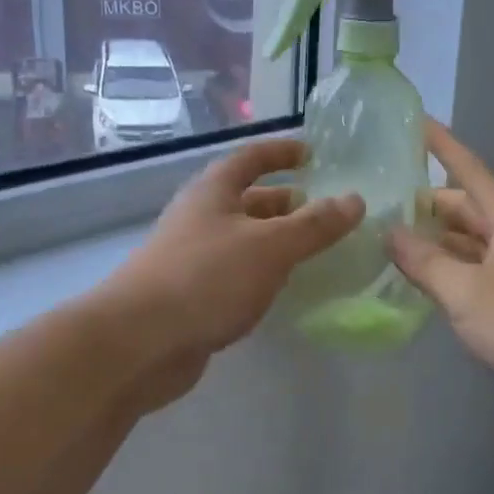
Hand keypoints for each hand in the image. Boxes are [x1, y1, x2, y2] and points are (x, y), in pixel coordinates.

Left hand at [105, 138, 363, 373]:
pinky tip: (283, 288)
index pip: (251, 157)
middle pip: (247, 199)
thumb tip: (355, 199)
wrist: (139, 341)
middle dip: (285, 202)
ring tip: (314, 250)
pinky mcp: (192, 295)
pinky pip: (236, 272)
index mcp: (213, 191)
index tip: (312, 154)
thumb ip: (314, 225)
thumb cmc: (206, 278)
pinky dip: (262, 272)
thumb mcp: (270, 246)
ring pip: (243, 239)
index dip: (281, 152)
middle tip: (324, 210)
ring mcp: (192, 257)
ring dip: (276, 240)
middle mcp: (200, 217)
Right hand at [388, 120, 493, 400]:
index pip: (467, 169)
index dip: (440, 145)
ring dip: (434, 241)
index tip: (414, 121)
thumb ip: (425, 262)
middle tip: (378, 201)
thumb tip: (390, 233)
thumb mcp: (467, 291)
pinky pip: (475, 273)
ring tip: (387, 239)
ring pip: (468, 243)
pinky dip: (449, 272)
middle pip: (464, 208)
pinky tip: (421, 281)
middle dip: (425, 203)